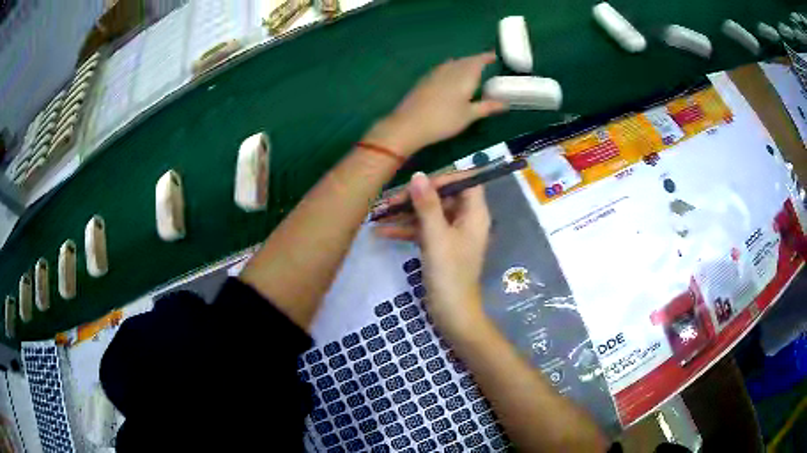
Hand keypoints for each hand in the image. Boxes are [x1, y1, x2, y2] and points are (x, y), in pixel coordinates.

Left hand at [365, 52, 505, 155]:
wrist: (410, 124)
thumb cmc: (444, 120)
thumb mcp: (469, 115)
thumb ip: (487, 107)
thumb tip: (505, 103)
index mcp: (464, 76)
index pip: (478, 61)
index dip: (486, 57)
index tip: (494, 55)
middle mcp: (450, 70)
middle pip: (465, 60)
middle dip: (475, 59)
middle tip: (485, 62)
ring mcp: (435, 74)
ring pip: (452, 63)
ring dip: (462, 62)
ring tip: (469, 67)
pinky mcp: (425, 80)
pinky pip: (442, 68)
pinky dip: (451, 67)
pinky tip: (450, 74)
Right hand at [375, 172, 490, 334]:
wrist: (452, 313)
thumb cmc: (449, 274)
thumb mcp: (436, 237)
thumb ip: (427, 205)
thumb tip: (418, 174)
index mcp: (474, 214)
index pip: (464, 181)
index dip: (443, 178)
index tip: (418, 183)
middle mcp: (465, 219)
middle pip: (441, 196)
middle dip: (414, 197)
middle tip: (387, 202)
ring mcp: (451, 233)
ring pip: (428, 214)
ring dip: (404, 214)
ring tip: (377, 215)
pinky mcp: (439, 246)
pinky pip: (422, 230)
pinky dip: (405, 230)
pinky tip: (381, 232)